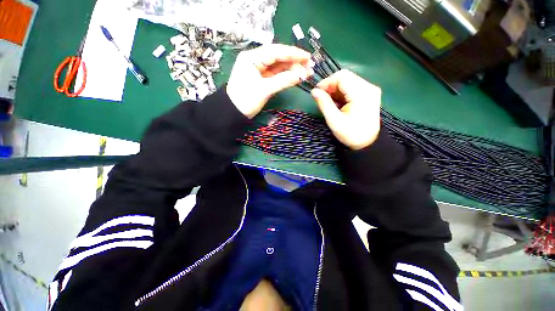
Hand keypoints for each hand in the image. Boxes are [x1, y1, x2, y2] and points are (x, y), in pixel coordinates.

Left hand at [227, 44, 312, 118]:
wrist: (234, 113)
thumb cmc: (246, 100)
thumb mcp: (265, 89)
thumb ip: (284, 80)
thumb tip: (303, 74)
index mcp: (252, 58)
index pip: (275, 51)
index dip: (293, 53)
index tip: (307, 57)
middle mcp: (255, 60)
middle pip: (278, 57)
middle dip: (294, 61)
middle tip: (310, 66)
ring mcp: (259, 70)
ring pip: (278, 66)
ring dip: (292, 69)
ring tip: (307, 72)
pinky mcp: (262, 79)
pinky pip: (276, 75)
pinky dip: (286, 76)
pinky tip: (296, 76)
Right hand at [311, 70, 380, 149]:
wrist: (368, 143)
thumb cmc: (351, 134)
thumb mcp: (334, 120)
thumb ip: (324, 104)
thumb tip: (314, 91)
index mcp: (362, 93)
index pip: (342, 77)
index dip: (327, 82)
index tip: (317, 92)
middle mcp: (368, 87)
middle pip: (345, 77)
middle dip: (331, 85)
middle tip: (321, 97)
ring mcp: (370, 90)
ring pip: (348, 81)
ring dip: (335, 89)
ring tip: (329, 102)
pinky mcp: (369, 94)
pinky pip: (352, 87)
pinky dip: (342, 93)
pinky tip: (337, 102)